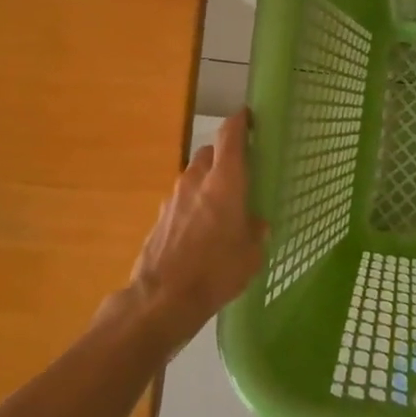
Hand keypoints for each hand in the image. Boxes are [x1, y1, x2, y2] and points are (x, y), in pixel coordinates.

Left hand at [122, 110, 268, 351]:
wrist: (162, 299)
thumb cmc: (216, 270)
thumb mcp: (251, 253)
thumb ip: (255, 230)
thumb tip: (255, 223)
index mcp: (225, 180)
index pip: (230, 135)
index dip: (240, 122)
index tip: (249, 118)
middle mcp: (197, 180)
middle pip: (210, 152)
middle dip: (224, 157)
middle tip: (241, 174)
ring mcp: (173, 198)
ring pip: (194, 176)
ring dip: (207, 183)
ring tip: (222, 207)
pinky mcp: (160, 217)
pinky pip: (182, 201)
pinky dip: (193, 206)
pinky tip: (202, 231)